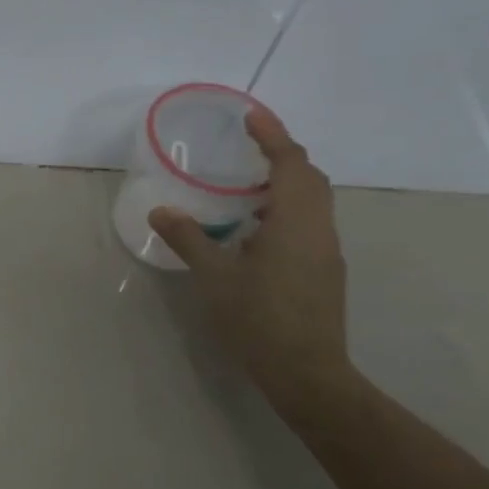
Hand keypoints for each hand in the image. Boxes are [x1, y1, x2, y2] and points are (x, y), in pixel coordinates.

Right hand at [148, 106, 351, 405]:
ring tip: (246, 186)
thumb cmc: (259, 320)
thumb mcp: (214, 278)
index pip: (290, 162)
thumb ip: (188, 239)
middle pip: (309, 177)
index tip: (251, 115)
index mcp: (295, 222)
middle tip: (248, 146)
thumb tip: (161, 210)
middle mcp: (318, 228)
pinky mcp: (325, 271)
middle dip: (281, 154)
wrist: (306, 373)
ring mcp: (326, 251)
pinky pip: (310, 222)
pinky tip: (256, 231)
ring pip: (314, 201)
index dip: (272, 135)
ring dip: (286, 183)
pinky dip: (287, 209)